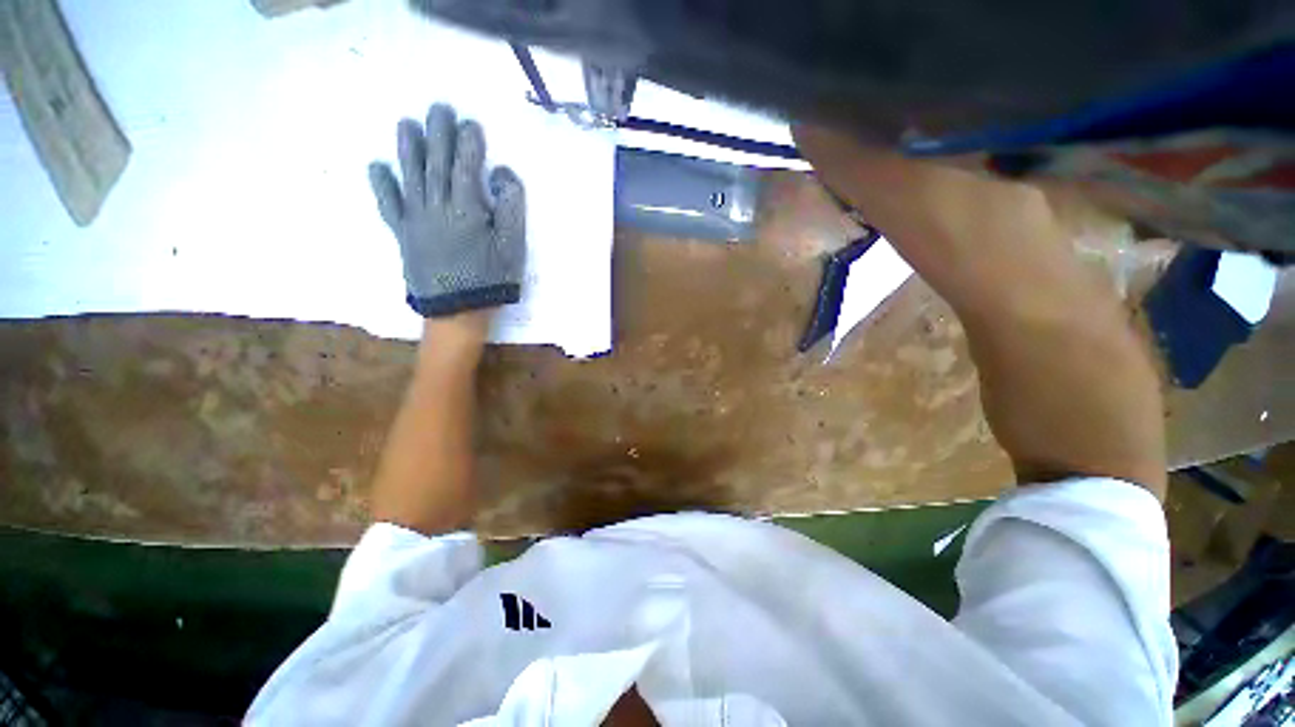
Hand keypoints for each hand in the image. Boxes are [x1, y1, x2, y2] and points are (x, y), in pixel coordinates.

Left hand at [369, 103, 526, 320]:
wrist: (458, 311)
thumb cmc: (492, 279)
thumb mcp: (513, 246)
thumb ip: (511, 208)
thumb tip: (501, 174)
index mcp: (466, 209)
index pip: (466, 166)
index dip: (469, 143)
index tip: (471, 123)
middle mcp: (436, 206)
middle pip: (436, 163)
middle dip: (438, 133)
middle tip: (438, 108)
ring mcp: (415, 219)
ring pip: (410, 176)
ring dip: (407, 148)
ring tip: (406, 124)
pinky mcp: (403, 234)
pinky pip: (389, 205)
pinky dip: (382, 185)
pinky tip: (377, 167)